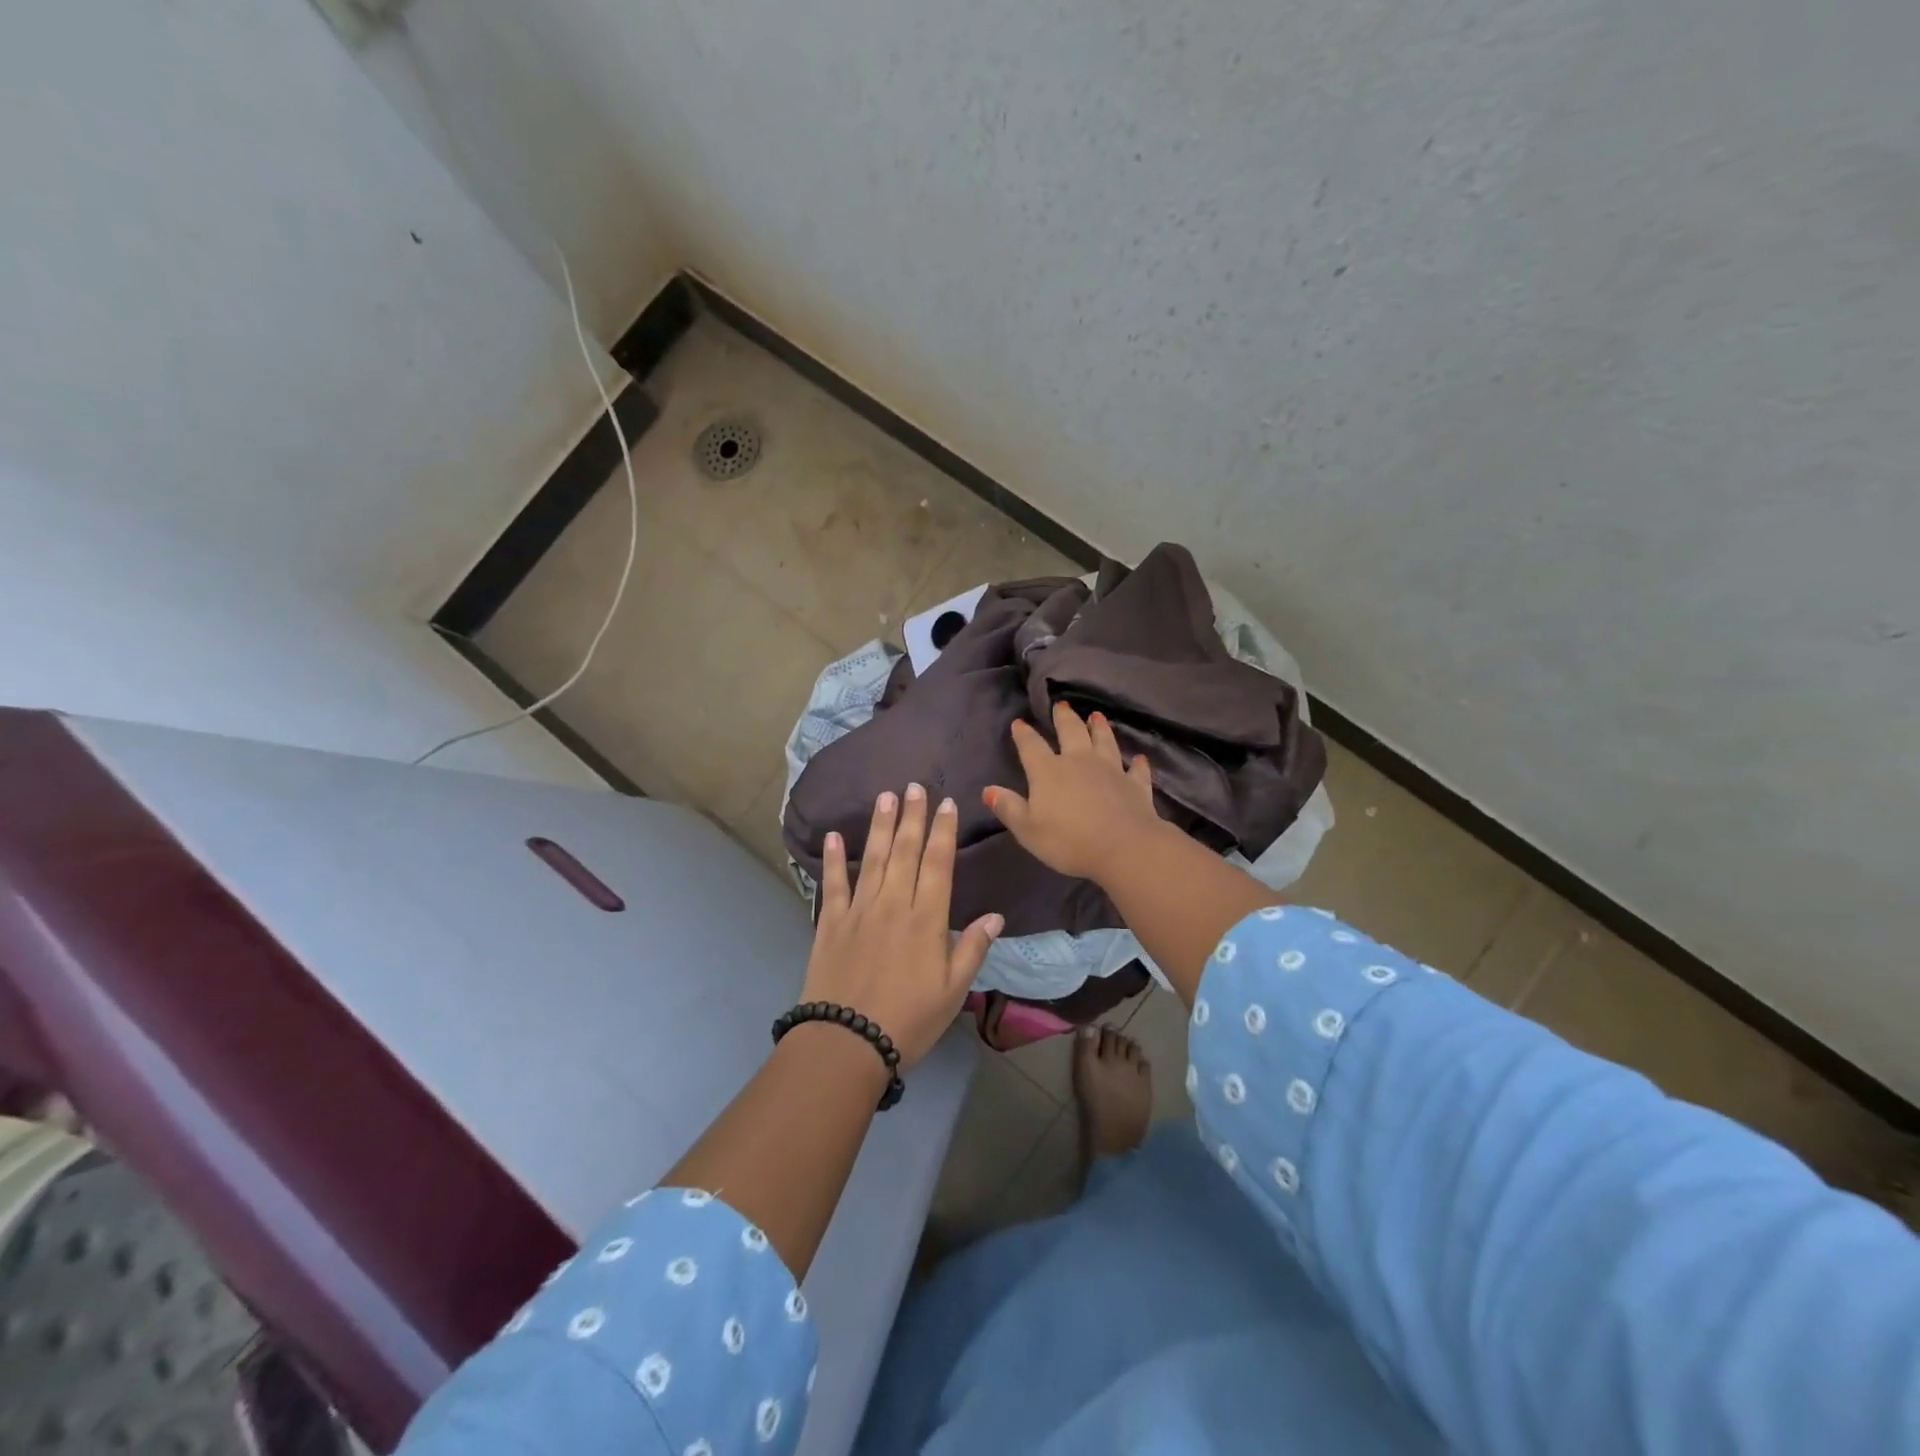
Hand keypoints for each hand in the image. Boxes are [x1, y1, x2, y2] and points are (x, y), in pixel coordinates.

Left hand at [801, 784, 1003, 1068]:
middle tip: (915, 786)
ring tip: (885, 797)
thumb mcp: (953, 991)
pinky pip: (832, 884)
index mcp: (926, 920)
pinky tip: (834, 836)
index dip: (943, 831)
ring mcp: (859, 911)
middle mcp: (893, 905)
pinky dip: (834, 860)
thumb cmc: (909, 1020)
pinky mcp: (830, 923)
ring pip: (872, 859)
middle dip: (912, 817)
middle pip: (905, 852)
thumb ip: (972, 949)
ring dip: (880, 826)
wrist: (847, 1042)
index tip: (946, 804)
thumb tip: (995, 915)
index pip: (938, 864)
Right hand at [984, 702, 1164, 881]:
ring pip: (1104, 742)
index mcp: (1048, 771)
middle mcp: (1079, 762)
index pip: (1031, 746)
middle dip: (1064, 718)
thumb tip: (988, 790)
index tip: (1019, 723)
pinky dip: (1136, 763)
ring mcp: (1110, 770)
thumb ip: (1008, 808)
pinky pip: (1135, 770)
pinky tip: (1139, 758)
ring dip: (1100, 729)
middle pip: (1071, 733)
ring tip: (1096, 716)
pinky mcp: (1135, 785)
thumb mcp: (1027, 829)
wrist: (1123, 847)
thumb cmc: (1068, 841)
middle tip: (1062, 706)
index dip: (1024, 734)